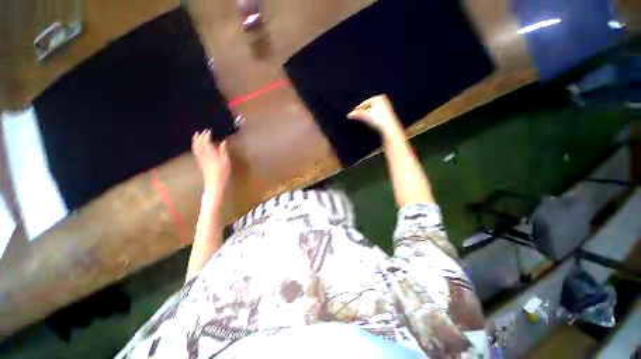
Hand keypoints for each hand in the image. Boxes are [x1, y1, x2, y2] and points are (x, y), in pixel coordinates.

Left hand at [192, 130, 230, 194]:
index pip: (206, 142)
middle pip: (199, 144)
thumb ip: (223, 151)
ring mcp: (201, 159)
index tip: (209, 131)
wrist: (214, 183)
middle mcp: (204, 155)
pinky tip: (196, 146)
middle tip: (202, 131)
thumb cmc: (223, 172)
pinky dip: (195, 147)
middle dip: (200, 137)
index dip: (206, 135)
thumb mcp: (226, 161)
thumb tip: (223, 142)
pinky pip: (196, 152)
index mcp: (211, 154)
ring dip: (195, 141)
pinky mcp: (200, 163)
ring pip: (196, 148)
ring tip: (196, 135)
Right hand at [347, 95, 402, 135]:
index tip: (353, 114)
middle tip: (357, 117)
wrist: (389, 127)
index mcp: (379, 97)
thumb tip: (348, 115)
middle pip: (369, 107)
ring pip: (372, 111)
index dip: (358, 108)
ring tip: (363, 120)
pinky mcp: (388, 115)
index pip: (364, 103)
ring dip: (366, 115)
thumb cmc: (378, 119)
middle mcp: (384, 100)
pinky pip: (376, 115)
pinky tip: (370, 123)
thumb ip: (356, 114)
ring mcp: (387, 107)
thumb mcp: (365, 115)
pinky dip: (372, 118)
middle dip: (362, 112)